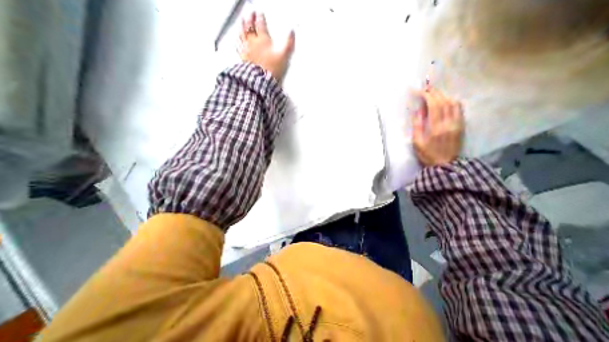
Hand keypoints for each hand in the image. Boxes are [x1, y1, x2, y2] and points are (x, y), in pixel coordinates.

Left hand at [238, 11, 294, 80]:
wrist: (261, 81)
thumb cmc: (272, 68)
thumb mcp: (283, 56)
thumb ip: (288, 44)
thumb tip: (292, 32)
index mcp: (263, 39)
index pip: (261, 24)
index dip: (260, 18)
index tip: (260, 13)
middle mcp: (253, 42)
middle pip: (249, 26)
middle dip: (250, 18)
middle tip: (250, 14)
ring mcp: (246, 49)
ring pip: (242, 34)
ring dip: (242, 26)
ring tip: (242, 21)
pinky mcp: (243, 58)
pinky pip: (238, 45)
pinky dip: (237, 39)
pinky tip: (237, 39)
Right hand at [412, 88, 463, 166]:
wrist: (445, 165)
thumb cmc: (427, 155)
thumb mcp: (417, 143)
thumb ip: (417, 126)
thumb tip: (418, 111)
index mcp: (436, 127)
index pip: (433, 105)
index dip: (426, 95)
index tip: (418, 91)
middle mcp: (449, 122)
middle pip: (444, 101)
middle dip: (434, 92)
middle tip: (425, 88)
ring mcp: (458, 123)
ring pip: (453, 103)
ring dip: (443, 95)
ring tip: (434, 93)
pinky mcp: (462, 125)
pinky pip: (459, 108)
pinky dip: (452, 101)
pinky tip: (445, 100)